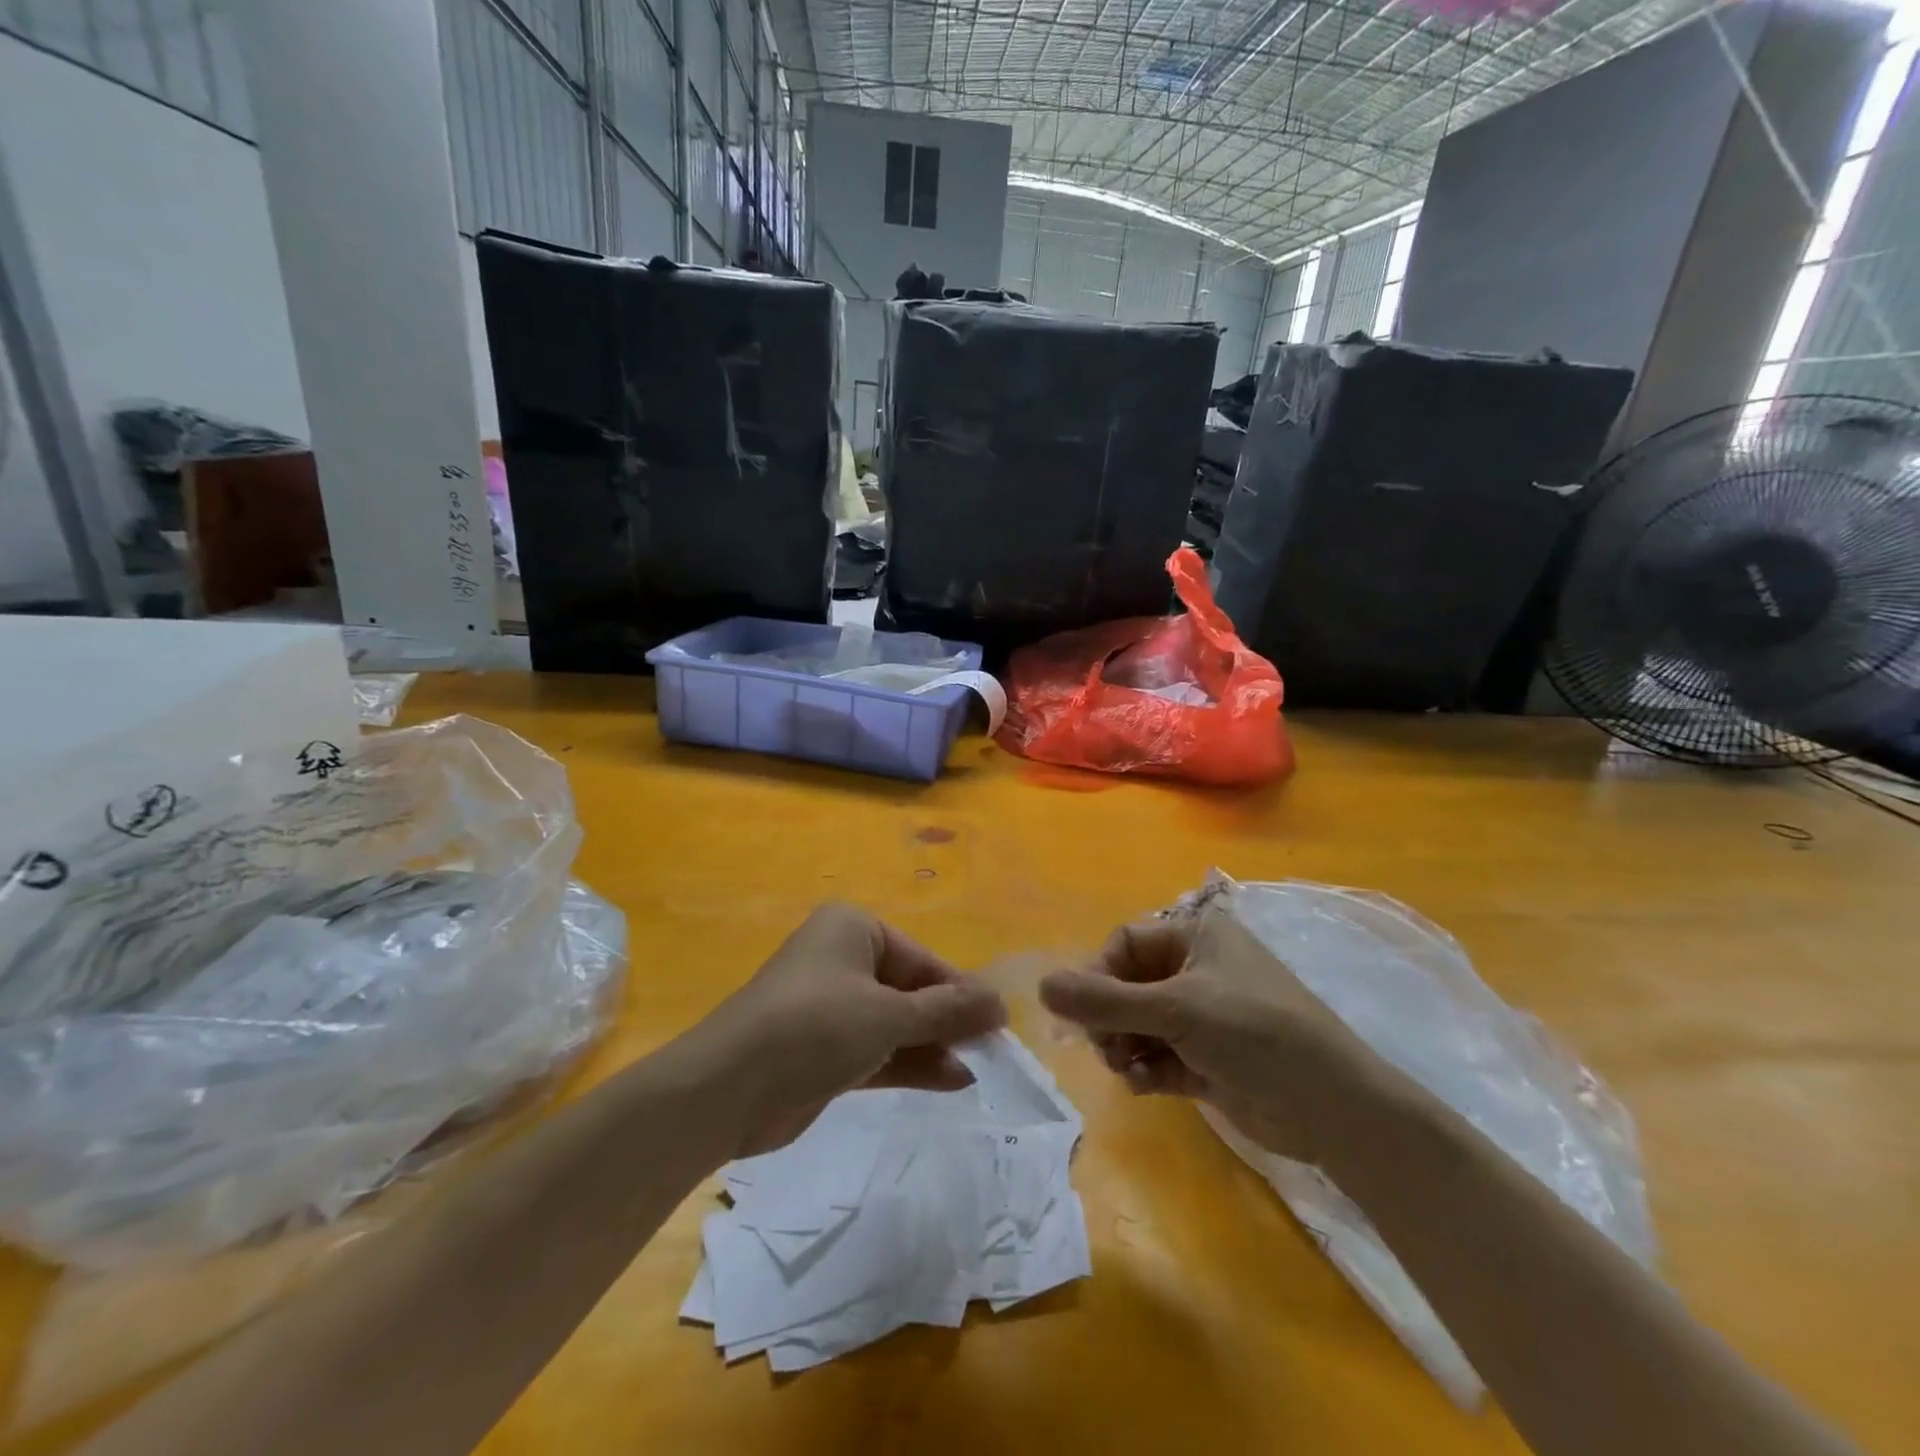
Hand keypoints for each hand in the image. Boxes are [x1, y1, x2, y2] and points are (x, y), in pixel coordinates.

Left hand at [697, 903, 1006, 1158]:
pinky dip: (909, 1063)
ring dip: (933, 1045)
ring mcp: (830, 1007)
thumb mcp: (889, 1015)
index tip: (998, 1022)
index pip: (921, 959)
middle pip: (909, 989)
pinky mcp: (822, 1049)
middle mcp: (842, 959)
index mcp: (853, 929)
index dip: (961, 990)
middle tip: (992, 1049)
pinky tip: (950, 1080)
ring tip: (978, 1068)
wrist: (728, 1088)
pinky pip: (877, 1049)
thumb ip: (947, 1011)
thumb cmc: (815, 1027)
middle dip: (948, 1020)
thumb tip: (1000, 1004)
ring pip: (895, 1022)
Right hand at [1039, 907, 1390, 1163]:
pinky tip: (1144, 1086)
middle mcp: (1197, 969)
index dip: (1099, 974)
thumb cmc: (1255, 1033)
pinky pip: (1157, 1054)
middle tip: (1107, 1049)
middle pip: (1127, 985)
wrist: (1333, 1108)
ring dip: (1125, 1046)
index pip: (1125, 943)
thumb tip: (1041, 987)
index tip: (1085, 1012)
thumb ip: (1104, 1001)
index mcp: (1196, 936)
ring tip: (1129, 1071)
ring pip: (1138, 1023)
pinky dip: (1145, 1069)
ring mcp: (1203, 1016)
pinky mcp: (1207, 1058)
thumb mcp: (1175, 1010)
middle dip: (1111, 1018)